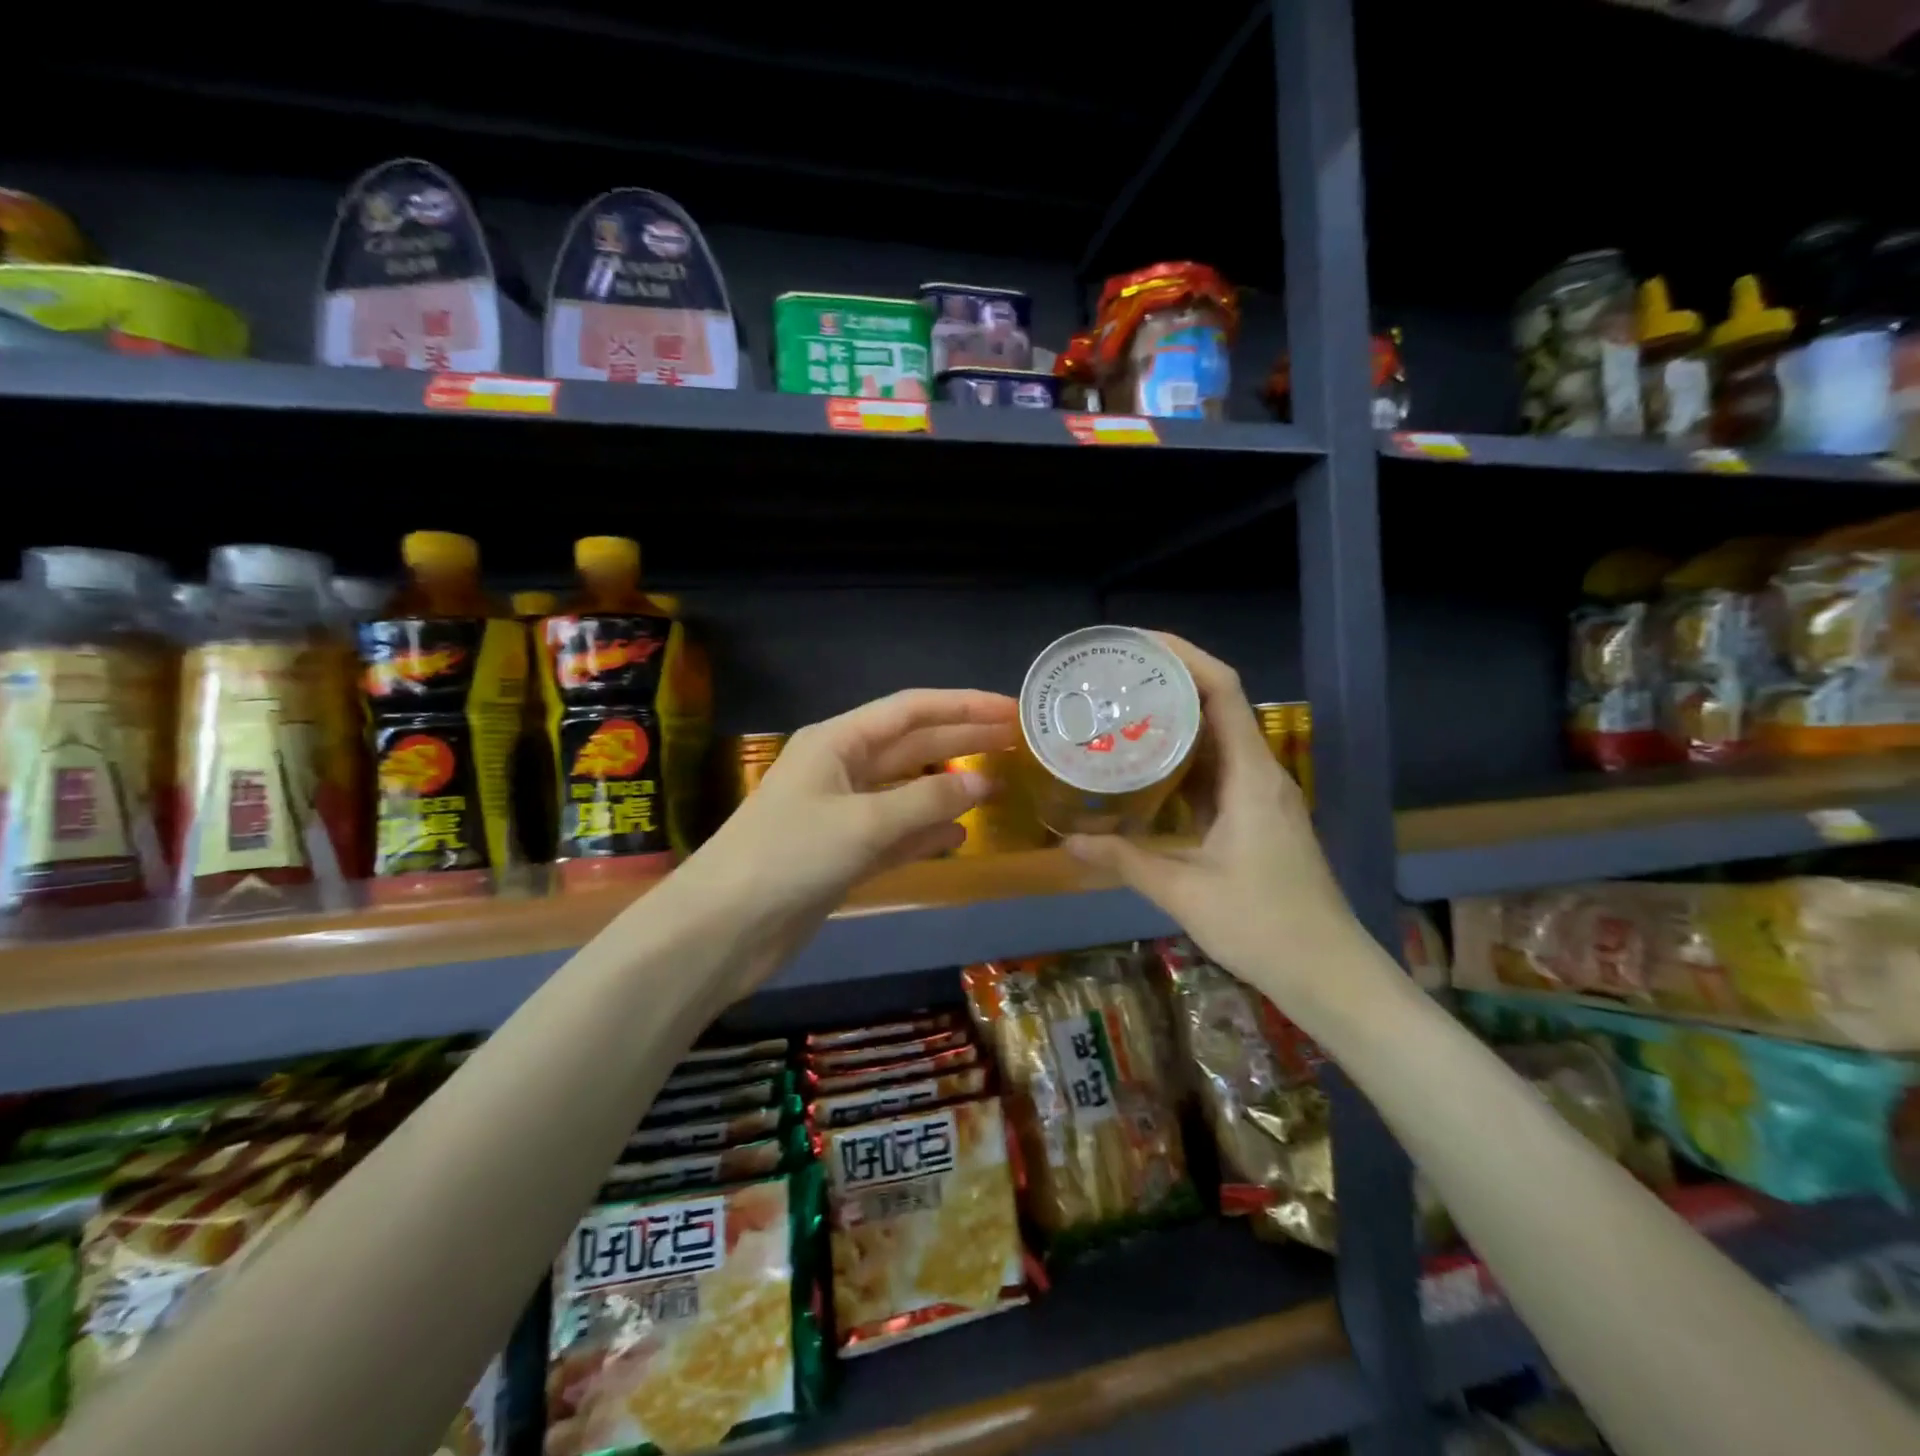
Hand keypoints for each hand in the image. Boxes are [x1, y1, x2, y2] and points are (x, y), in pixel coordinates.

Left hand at [674, 688, 1018, 992]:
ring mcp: (842, 813)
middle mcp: (841, 768)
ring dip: (949, 788)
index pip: (911, 710)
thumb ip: (927, 801)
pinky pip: (896, 833)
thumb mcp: (864, 822)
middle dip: (962, 742)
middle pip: (913, 746)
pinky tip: (959, 834)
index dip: (963, 706)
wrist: (725, 928)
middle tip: (1016, 741)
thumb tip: (984, 784)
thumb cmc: (790, 856)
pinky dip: (926, 832)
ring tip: (999, 785)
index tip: (1009, 710)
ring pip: (907, 790)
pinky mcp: (843, 853)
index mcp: (837, 741)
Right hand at [1062, 635, 1360, 990]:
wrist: (1329, 972)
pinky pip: (1216, 772)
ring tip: (1121, 713)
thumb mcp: (1185, 891)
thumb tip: (1069, 841)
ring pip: (1216, 740)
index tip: (1137, 644)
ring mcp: (1261, 796)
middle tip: (1113, 680)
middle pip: (1218, 706)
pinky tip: (1146, 769)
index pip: (1223, 691)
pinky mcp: (1257, 818)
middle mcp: (1260, 774)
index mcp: (1250, 776)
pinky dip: (1181, 760)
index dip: (1184, 656)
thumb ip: (1125, 860)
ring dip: (1174, 721)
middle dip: (1169, 683)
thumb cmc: (1262, 924)